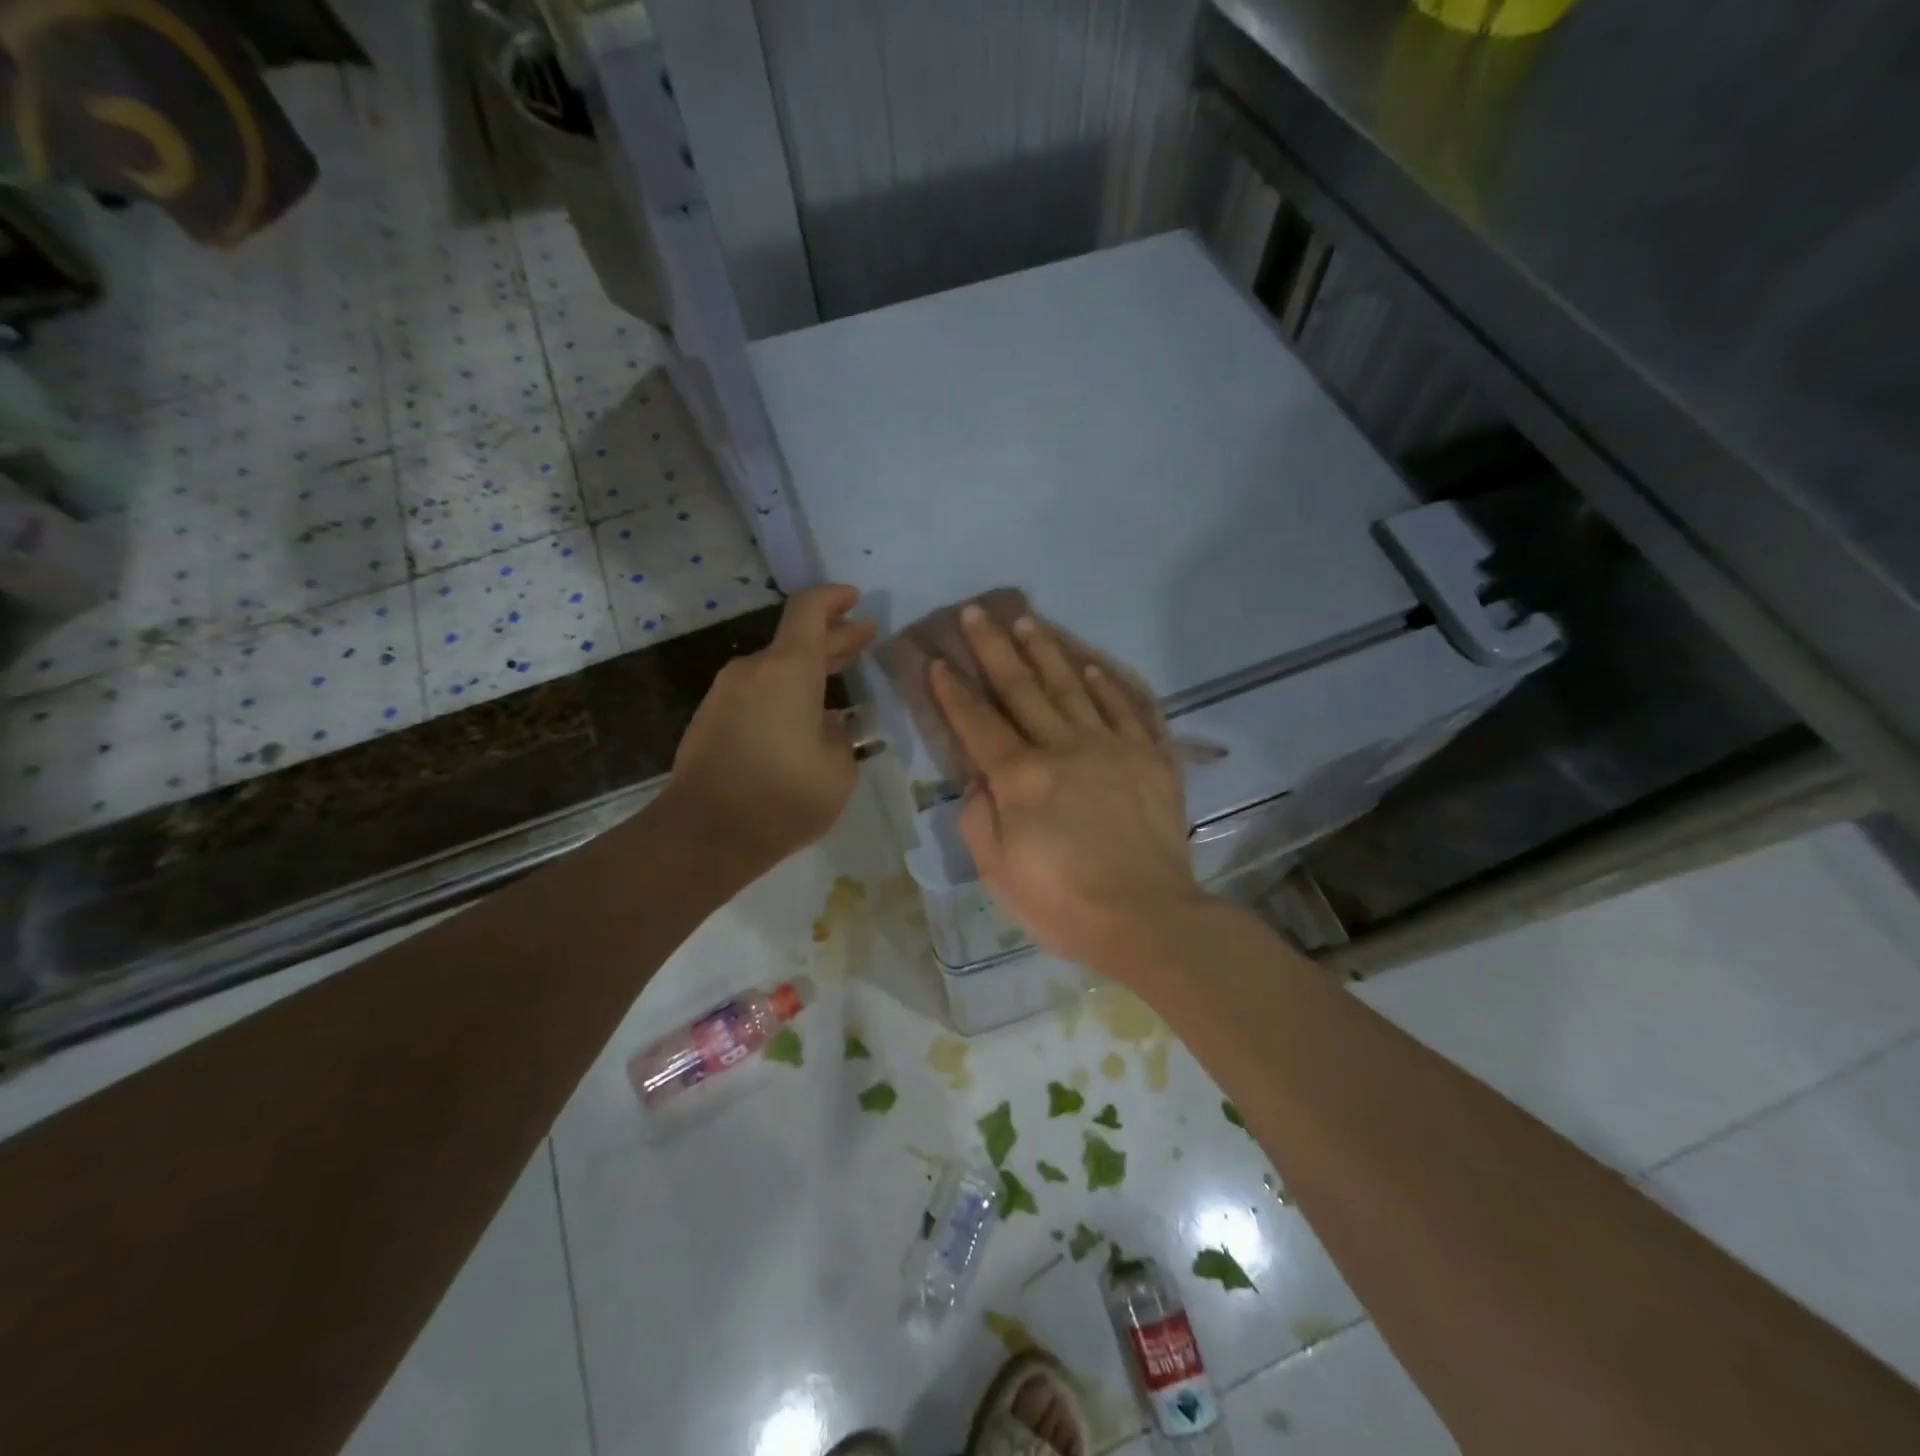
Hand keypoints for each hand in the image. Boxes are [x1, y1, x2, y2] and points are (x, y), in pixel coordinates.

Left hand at [672, 585, 876, 871]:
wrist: (706, 833)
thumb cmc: (784, 795)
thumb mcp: (838, 767)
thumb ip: (839, 734)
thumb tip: (827, 722)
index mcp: (788, 668)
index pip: (810, 610)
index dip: (834, 598)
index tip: (855, 599)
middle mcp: (753, 670)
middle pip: (795, 640)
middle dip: (832, 638)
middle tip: (861, 640)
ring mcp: (725, 695)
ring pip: (775, 670)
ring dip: (807, 671)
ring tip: (837, 682)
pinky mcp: (710, 720)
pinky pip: (756, 695)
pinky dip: (784, 695)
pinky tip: (803, 719)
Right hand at [928, 604, 1206, 973]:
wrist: (1148, 917)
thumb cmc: (1062, 902)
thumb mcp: (998, 871)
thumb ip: (980, 816)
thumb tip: (978, 778)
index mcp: (1020, 777)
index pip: (978, 722)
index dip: (954, 691)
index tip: (938, 661)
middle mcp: (1063, 747)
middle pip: (1022, 688)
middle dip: (994, 649)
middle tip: (977, 613)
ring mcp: (1112, 747)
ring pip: (1073, 687)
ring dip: (1047, 651)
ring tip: (1028, 621)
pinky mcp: (1151, 758)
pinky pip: (1127, 708)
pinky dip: (1108, 684)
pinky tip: (1092, 666)